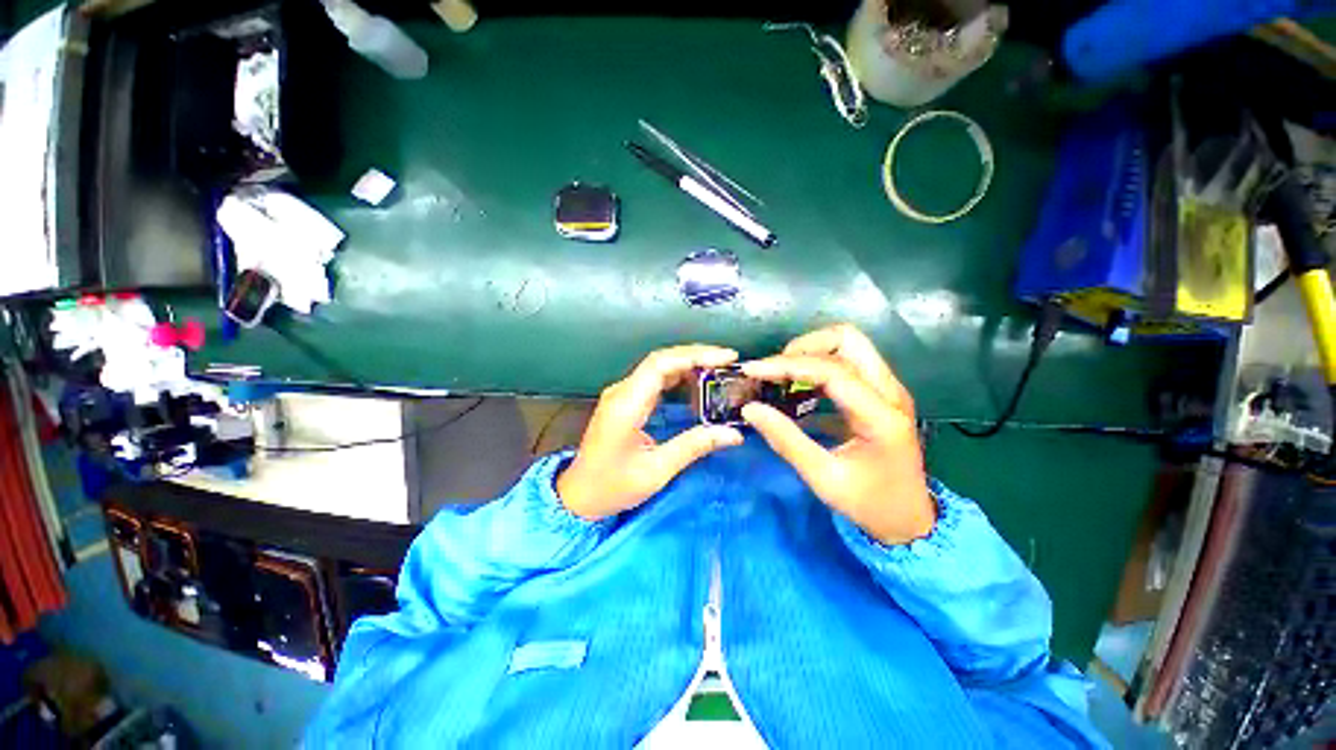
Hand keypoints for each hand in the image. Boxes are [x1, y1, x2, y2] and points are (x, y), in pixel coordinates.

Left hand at [557, 345, 744, 520]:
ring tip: (719, 368)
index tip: (726, 358)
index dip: (694, 355)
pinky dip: (678, 375)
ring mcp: (622, 394)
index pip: (660, 364)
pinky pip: (654, 379)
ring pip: (658, 366)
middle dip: (697, 355)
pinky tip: (697, 382)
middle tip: (729, 360)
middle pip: (661, 359)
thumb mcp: (656, 471)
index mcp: (626, 405)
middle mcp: (622, 392)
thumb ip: (693, 447)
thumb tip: (733, 434)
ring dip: (689, 363)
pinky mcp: (625, 400)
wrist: (579, 495)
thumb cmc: (612, 487)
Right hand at [740, 324, 935, 544]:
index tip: (753, 369)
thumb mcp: (823, 478)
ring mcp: (889, 388)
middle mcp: (890, 391)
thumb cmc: (869, 503)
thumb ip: (786, 440)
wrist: (910, 519)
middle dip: (803, 346)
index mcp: (880, 416)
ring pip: (849, 344)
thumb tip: (750, 409)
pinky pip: (848, 361)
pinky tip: (797, 385)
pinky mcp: (881, 392)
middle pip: (848, 339)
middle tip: (774, 370)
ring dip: (811, 351)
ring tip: (781, 374)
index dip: (787, 365)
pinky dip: (818, 364)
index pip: (831, 371)